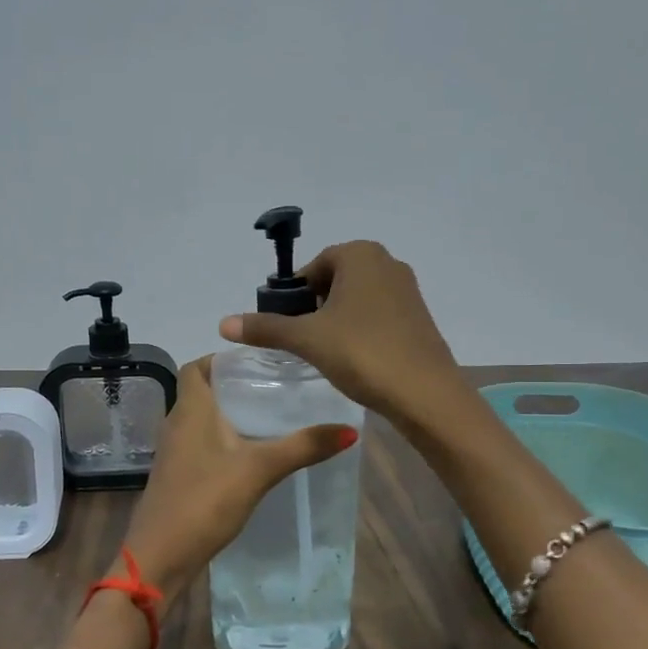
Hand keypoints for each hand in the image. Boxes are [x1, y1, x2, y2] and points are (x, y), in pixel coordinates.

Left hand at [117, 357, 357, 606]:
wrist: (160, 556)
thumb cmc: (204, 500)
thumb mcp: (259, 470)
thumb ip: (302, 447)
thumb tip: (349, 430)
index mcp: (190, 409)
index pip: (196, 367)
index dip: (220, 358)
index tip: (257, 361)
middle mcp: (176, 424)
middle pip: (201, 391)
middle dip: (234, 386)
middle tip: (274, 387)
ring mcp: (174, 453)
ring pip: (201, 420)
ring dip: (229, 415)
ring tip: (269, 417)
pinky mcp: (177, 477)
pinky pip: (201, 446)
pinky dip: (223, 441)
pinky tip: (250, 456)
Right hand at [217, 240, 465, 431]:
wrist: (424, 393)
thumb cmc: (361, 352)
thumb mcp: (307, 339)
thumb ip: (266, 328)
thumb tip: (223, 323)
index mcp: (361, 254)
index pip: (315, 265)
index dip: (296, 294)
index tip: (287, 323)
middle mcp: (388, 263)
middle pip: (336, 279)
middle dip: (316, 306)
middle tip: (305, 339)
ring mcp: (408, 291)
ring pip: (357, 298)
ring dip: (338, 319)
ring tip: (327, 352)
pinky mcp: (418, 318)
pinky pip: (378, 315)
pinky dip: (361, 330)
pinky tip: (354, 359)